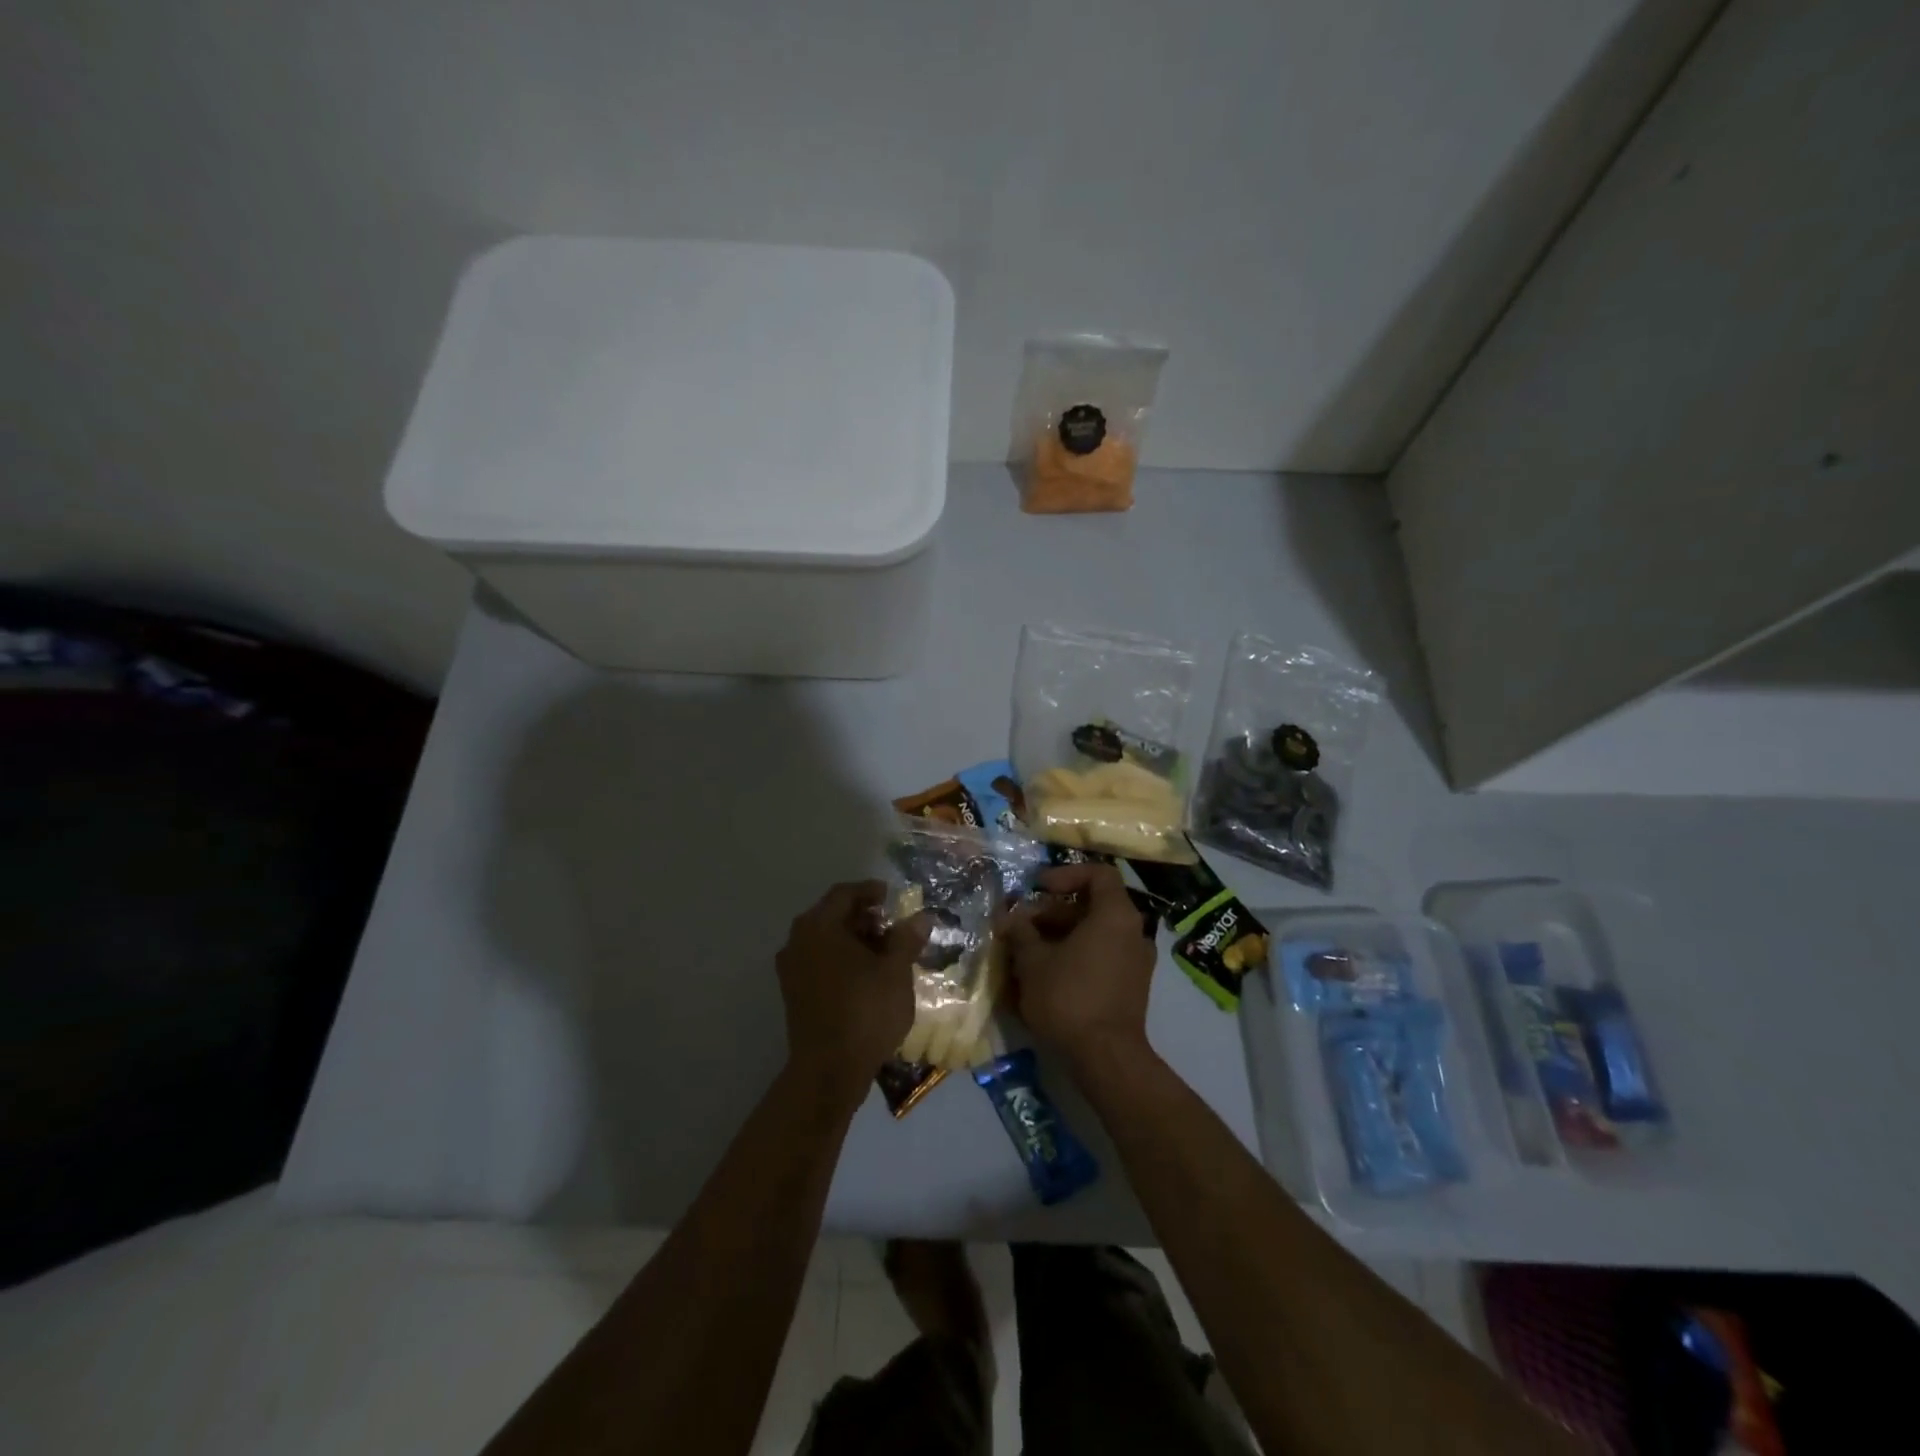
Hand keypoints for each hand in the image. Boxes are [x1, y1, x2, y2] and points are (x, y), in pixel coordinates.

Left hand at [776, 881, 928, 1106]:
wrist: (829, 1071)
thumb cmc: (865, 1012)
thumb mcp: (896, 971)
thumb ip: (907, 939)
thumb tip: (922, 917)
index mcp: (819, 926)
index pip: (845, 893)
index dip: (871, 891)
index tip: (893, 897)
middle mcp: (798, 940)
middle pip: (832, 915)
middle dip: (864, 917)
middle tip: (893, 926)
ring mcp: (791, 968)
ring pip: (825, 940)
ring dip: (853, 939)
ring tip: (884, 952)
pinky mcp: (793, 992)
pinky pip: (819, 961)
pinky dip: (841, 959)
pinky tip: (865, 975)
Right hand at [999, 863, 1156, 1067]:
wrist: (1106, 1058)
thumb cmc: (1068, 997)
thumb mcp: (1033, 961)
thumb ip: (1021, 932)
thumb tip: (1010, 917)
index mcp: (1115, 915)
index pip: (1098, 874)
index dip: (1066, 874)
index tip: (1038, 888)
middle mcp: (1133, 933)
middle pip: (1092, 906)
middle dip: (1053, 913)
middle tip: (1021, 927)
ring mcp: (1136, 962)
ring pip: (1094, 934)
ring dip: (1060, 937)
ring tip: (1026, 953)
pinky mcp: (1131, 988)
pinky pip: (1101, 957)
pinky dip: (1074, 957)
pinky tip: (1045, 976)